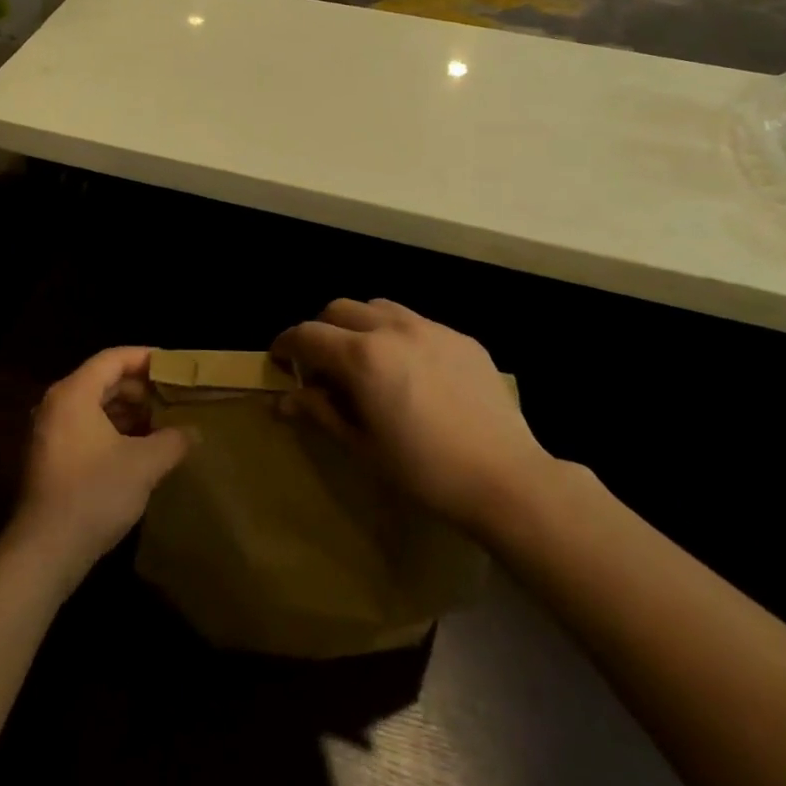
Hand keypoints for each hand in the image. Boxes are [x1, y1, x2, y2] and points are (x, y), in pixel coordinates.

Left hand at [4, 347, 191, 593]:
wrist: (45, 551)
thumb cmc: (95, 494)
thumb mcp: (144, 465)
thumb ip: (172, 441)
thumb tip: (194, 432)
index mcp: (74, 393)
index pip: (113, 358)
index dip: (145, 358)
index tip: (174, 366)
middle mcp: (56, 404)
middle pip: (103, 380)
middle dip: (140, 388)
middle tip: (173, 396)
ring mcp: (49, 432)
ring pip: (94, 406)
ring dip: (127, 411)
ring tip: (162, 423)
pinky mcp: (50, 457)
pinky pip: (85, 428)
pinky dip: (112, 430)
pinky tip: (139, 449)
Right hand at [270, 299, 549, 522]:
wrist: (507, 478)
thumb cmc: (425, 471)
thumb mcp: (363, 446)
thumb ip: (321, 412)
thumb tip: (285, 399)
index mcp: (362, 356)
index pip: (307, 334)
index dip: (285, 344)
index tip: (278, 360)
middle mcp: (392, 328)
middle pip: (339, 309)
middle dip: (321, 330)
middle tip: (321, 364)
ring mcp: (430, 328)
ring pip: (378, 307)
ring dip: (358, 325)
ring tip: (364, 359)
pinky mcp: (461, 338)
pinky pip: (416, 322)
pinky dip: (396, 335)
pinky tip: (409, 370)